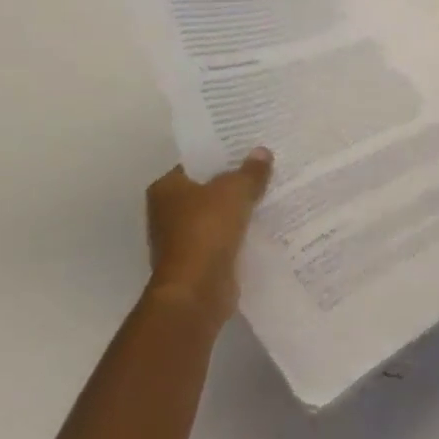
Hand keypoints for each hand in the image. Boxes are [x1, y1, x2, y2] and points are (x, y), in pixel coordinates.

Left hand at [144, 151, 272, 329]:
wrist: (196, 290)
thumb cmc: (207, 229)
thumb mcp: (235, 189)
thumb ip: (250, 170)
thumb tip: (262, 152)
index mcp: (167, 188)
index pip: (196, 162)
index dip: (222, 154)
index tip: (249, 148)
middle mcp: (167, 212)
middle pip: (207, 188)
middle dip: (234, 181)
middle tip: (266, 166)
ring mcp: (181, 239)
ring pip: (217, 214)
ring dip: (239, 208)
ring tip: (271, 190)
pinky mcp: (198, 261)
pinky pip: (224, 237)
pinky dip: (240, 231)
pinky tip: (265, 221)